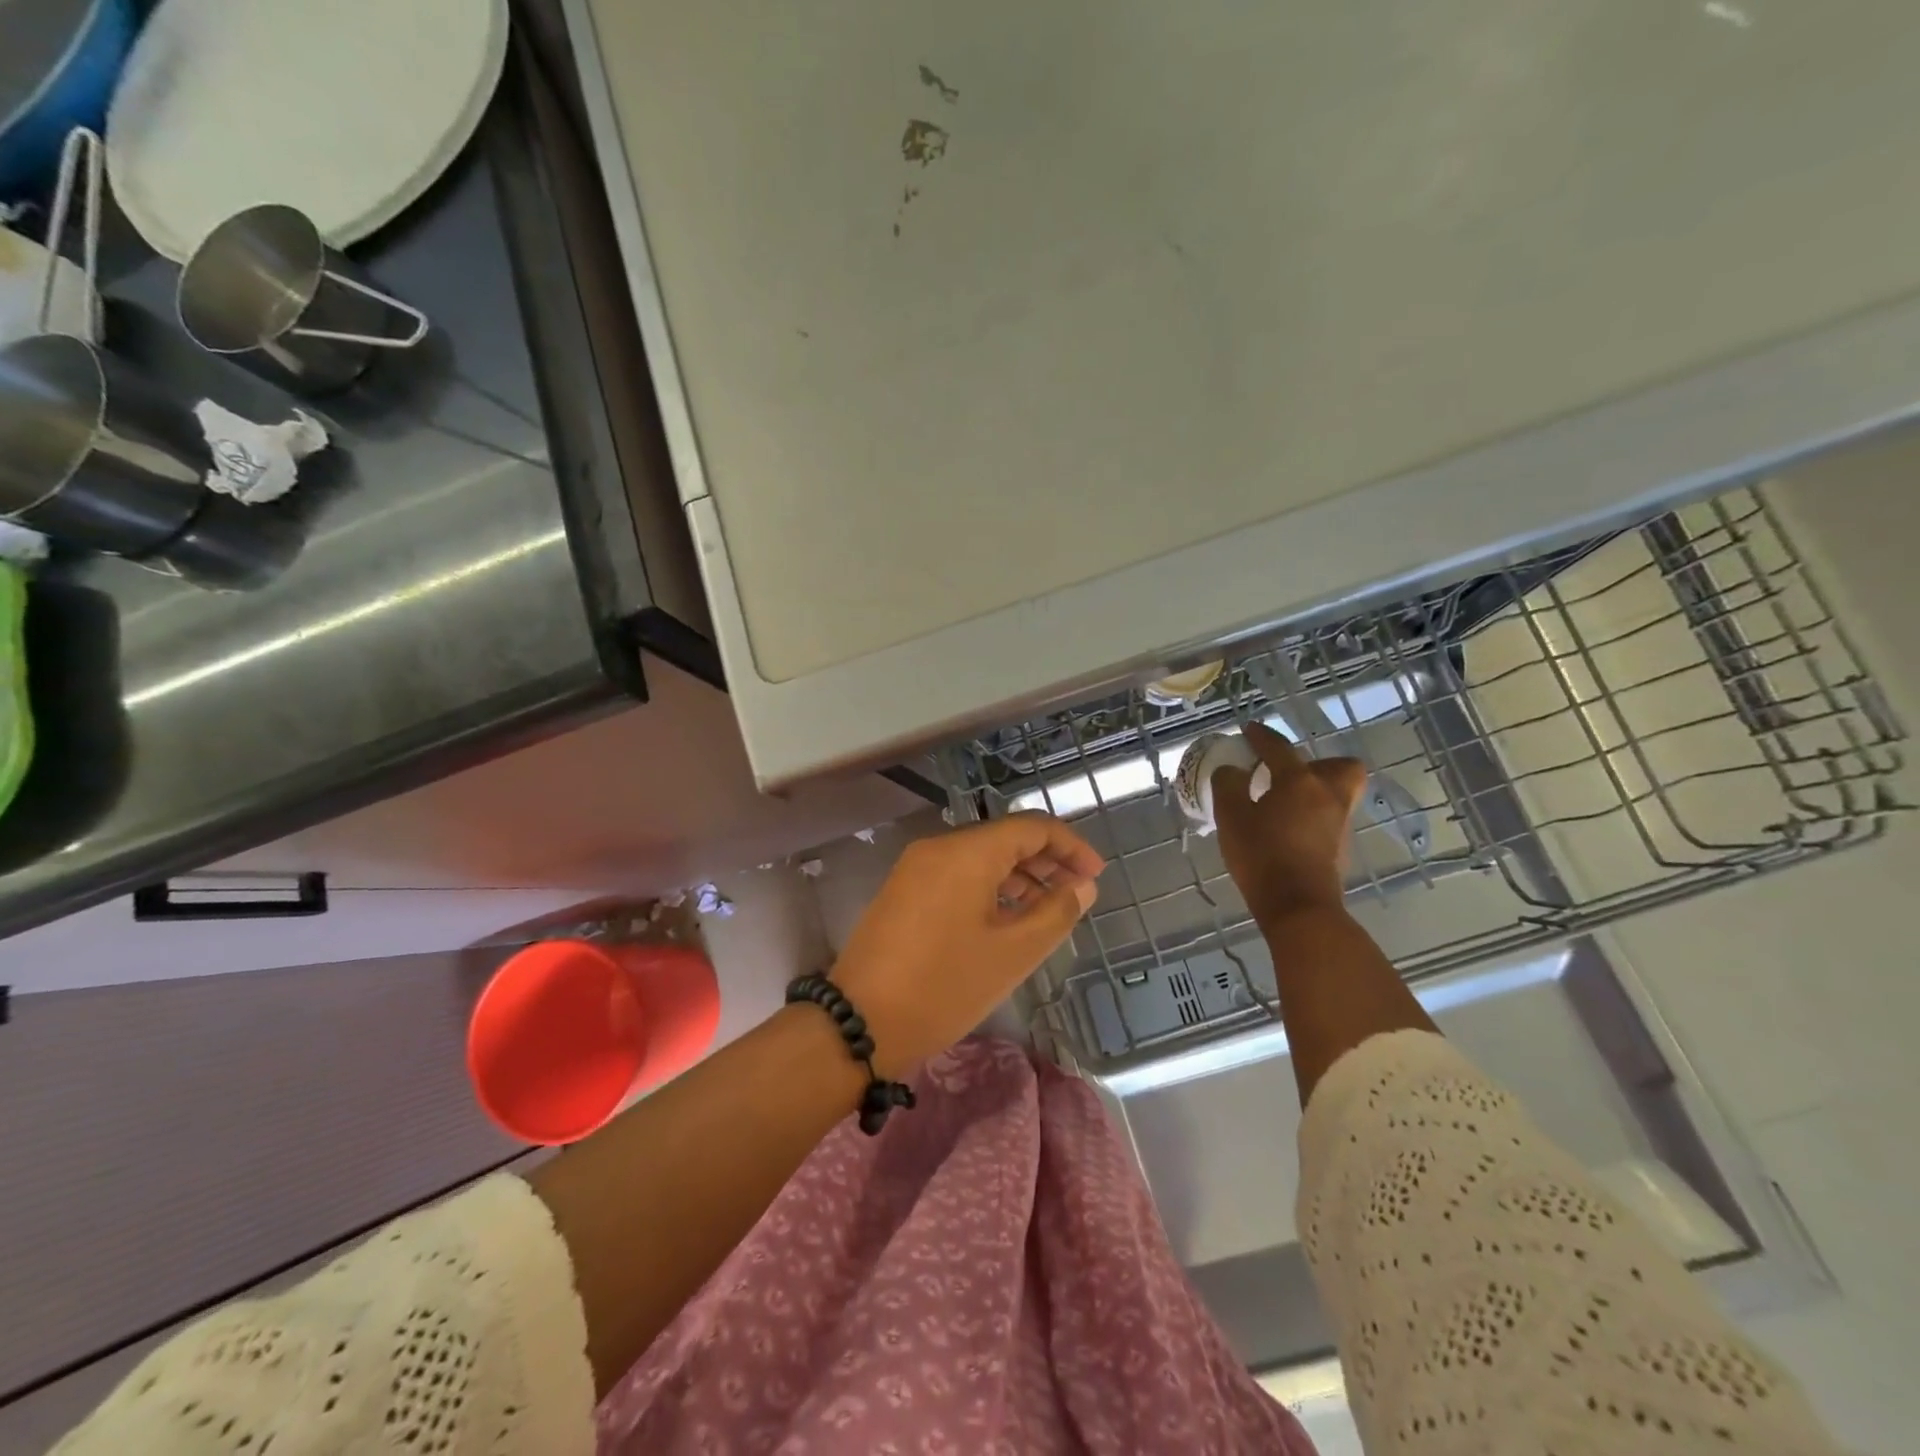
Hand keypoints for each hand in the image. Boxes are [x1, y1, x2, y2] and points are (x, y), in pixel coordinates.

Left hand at [829, 814, 1103, 1077]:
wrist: (860, 1022)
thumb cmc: (945, 986)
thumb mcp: (1012, 953)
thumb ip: (1055, 912)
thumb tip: (1082, 886)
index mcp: (967, 852)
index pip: (1032, 827)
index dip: (1070, 846)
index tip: (1095, 876)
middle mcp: (939, 847)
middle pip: (1004, 838)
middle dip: (1046, 860)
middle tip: (1077, 894)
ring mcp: (916, 868)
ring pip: (980, 857)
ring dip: (1018, 876)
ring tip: (1046, 912)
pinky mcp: (903, 891)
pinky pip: (957, 875)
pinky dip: (989, 888)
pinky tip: (1005, 920)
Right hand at [1212, 722, 1366, 928]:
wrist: (1298, 906)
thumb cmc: (1262, 856)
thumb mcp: (1231, 817)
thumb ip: (1228, 785)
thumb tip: (1232, 771)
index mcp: (1300, 781)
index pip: (1279, 748)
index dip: (1261, 736)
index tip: (1248, 730)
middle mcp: (1328, 795)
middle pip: (1339, 766)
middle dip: (1317, 762)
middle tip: (1287, 772)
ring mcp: (1339, 822)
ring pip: (1338, 792)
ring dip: (1316, 788)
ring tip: (1284, 800)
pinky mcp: (1340, 847)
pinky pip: (1331, 816)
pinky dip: (1313, 813)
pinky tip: (1288, 826)